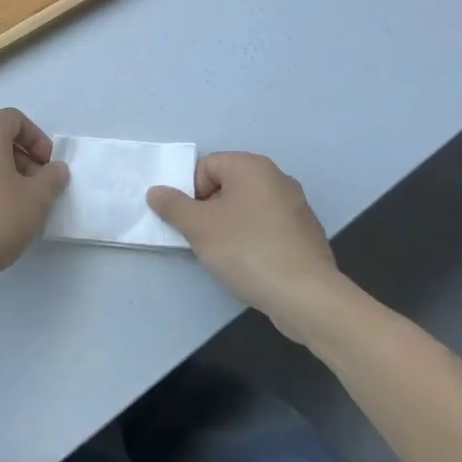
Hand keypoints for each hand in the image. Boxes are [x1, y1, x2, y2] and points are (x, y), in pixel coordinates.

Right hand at [146, 153, 355, 340]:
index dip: (190, 193)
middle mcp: (277, 178)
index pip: (206, 167)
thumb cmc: (245, 250)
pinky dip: (252, 239)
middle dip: (209, 210)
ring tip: (225, 254)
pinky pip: (266, 227)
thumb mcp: (198, 227)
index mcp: (252, 166)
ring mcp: (295, 205)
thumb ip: (172, 205)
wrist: (304, 295)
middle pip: (226, 186)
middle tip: (203, 238)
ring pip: (246, 208)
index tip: (190, 222)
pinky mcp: (304, 233)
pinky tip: (251, 264)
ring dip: (229, 226)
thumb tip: (156, 192)